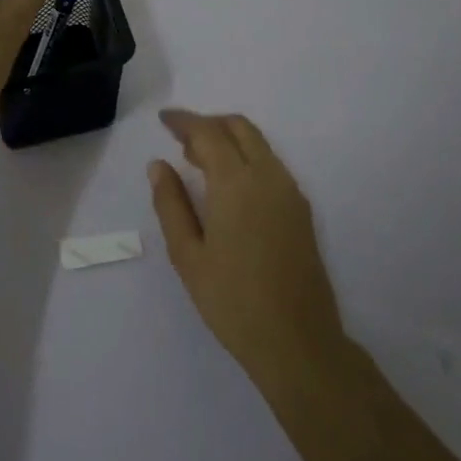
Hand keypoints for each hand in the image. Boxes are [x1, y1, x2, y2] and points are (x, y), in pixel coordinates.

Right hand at [149, 109, 347, 387]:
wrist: (298, 341)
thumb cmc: (232, 300)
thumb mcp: (188, 255)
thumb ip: (171, 203)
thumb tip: (159, 165)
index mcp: (236, 183)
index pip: (208, 133)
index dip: (184, 121)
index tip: (163, 119)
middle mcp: (268, 176)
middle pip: (239, 128)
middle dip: (208, 124)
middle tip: (180, 139)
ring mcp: (290, 192)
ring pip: (258, 144)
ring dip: (228, 139)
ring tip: (198, 161)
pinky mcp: (301, 210)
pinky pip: (270, 164)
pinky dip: (246, 157)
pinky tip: (227, 185)